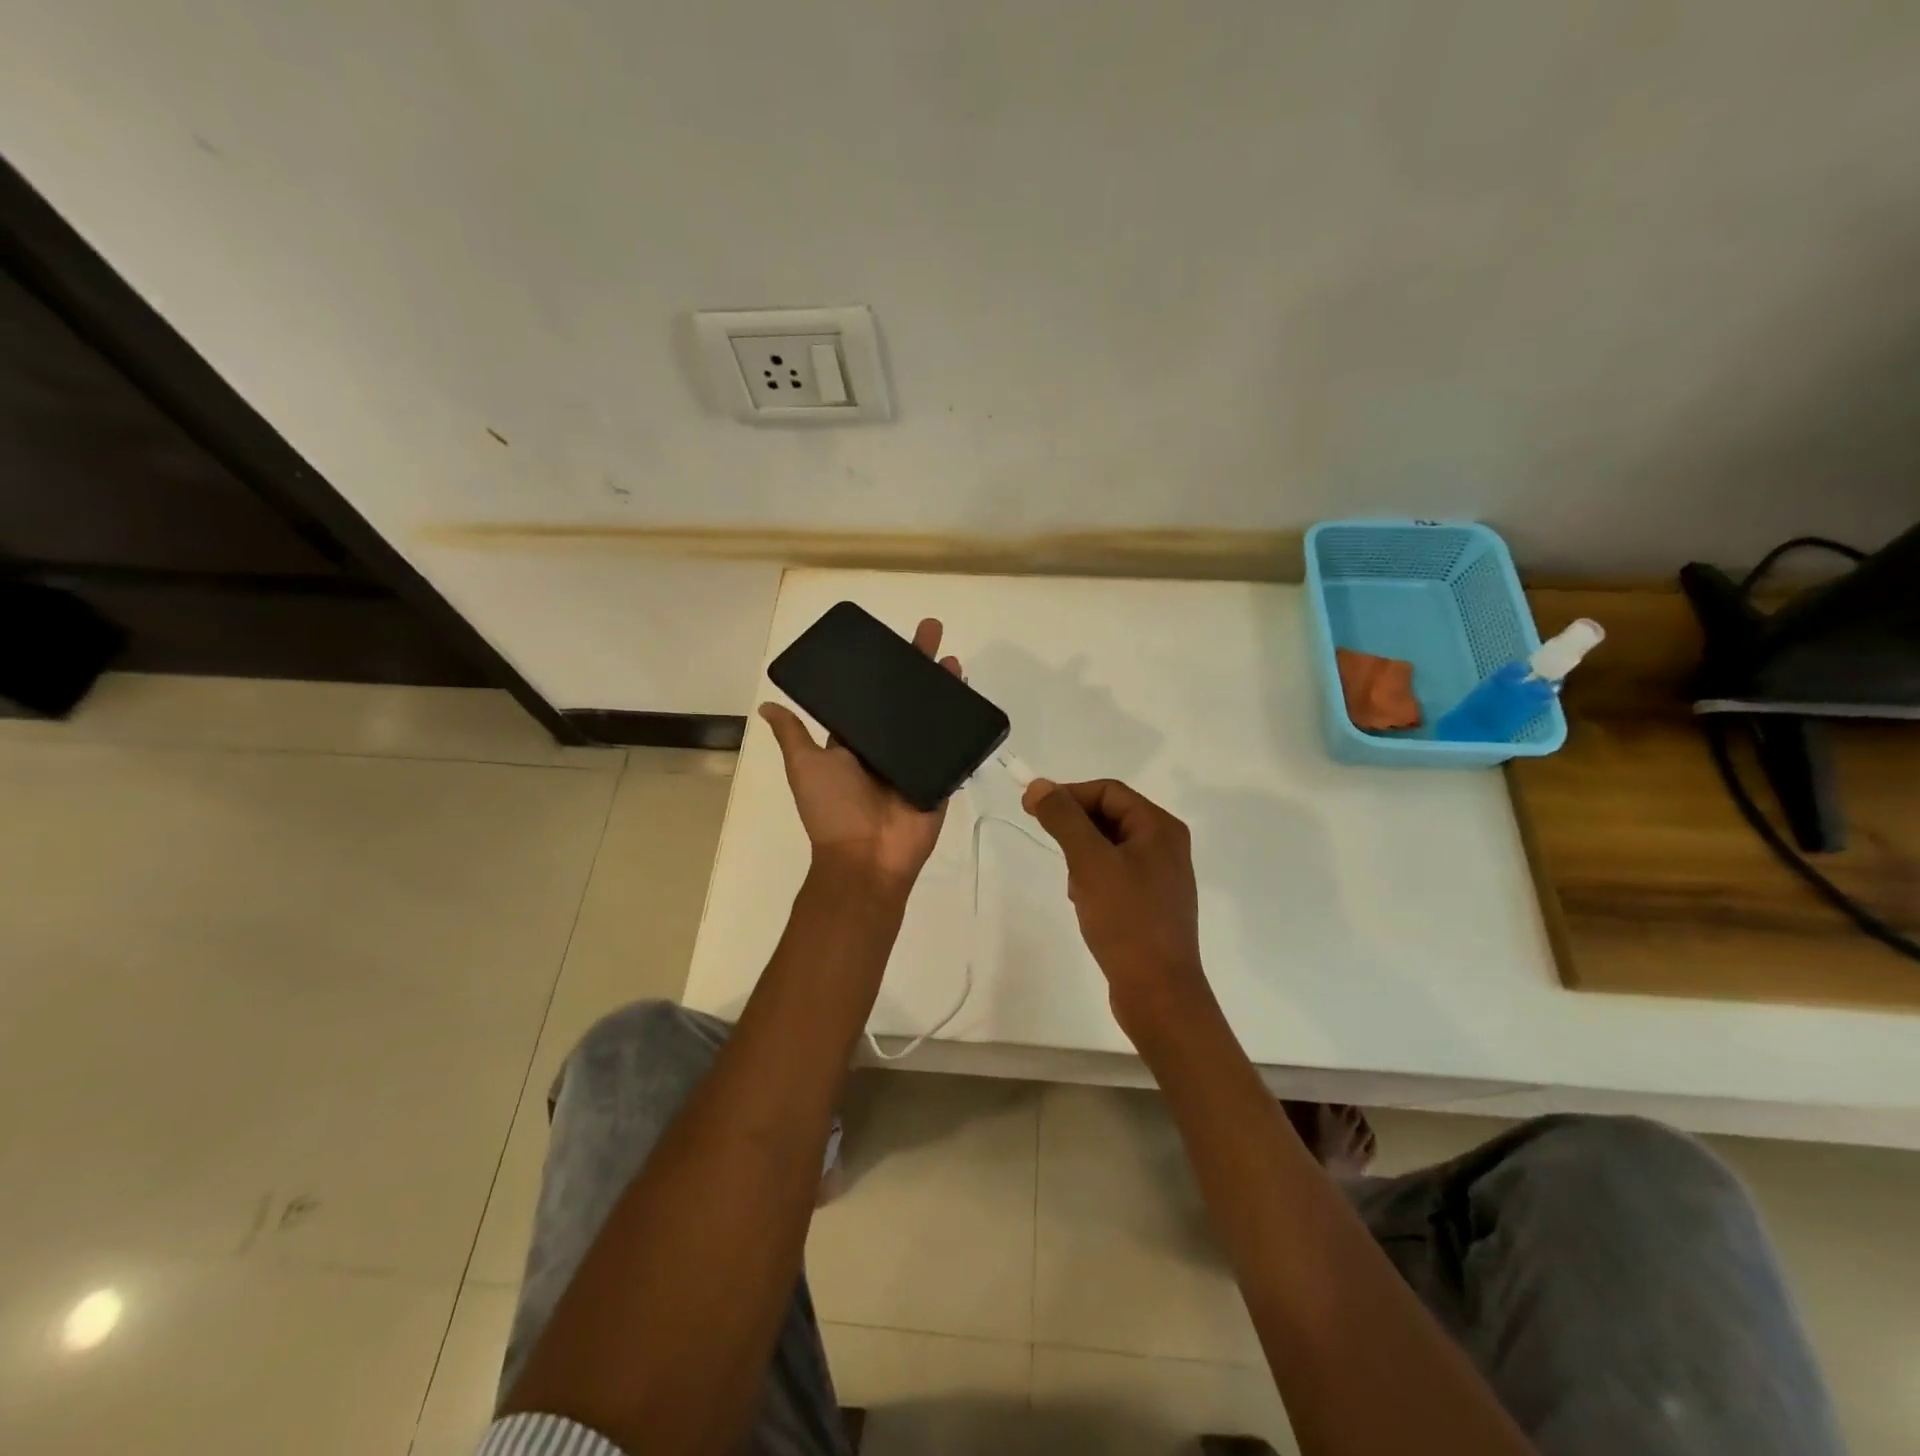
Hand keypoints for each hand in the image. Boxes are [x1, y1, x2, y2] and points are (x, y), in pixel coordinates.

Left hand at [759, 617, 961, 891]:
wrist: (867, 857)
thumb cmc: (833, 810)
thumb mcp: (805, 767)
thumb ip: (793, 737)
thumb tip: (767, 705)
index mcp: (856, 744)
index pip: (872, 698)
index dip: (883, 670)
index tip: (893, 641)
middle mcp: (887, 748)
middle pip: (907, 700)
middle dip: (919, 667)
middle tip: (931, 631)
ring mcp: (916, 763)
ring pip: (933, 718)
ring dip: (944, 689)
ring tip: (953, 660)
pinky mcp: (939, 777)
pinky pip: (954, 748)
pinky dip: (964, 725)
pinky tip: (972, 698)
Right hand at [1022, 777, 1213, 1038]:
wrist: (1158, 992)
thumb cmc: (1126, 920)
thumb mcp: (1090, 862)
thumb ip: (1064, 819)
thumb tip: (1039, 785)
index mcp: (1159, 828)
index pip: (1108, 791)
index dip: (1068, 794)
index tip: (1031, 809)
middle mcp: (1165, 845)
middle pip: (1110, 816)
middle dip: (1075, 827)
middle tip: (1046, 842)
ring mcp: (1160, 876)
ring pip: (1109, 846)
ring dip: (1082, 855)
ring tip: (1072, 883)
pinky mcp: (1151, 904)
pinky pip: (1115, 874)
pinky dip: (1093, 879)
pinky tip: (1084, 903)